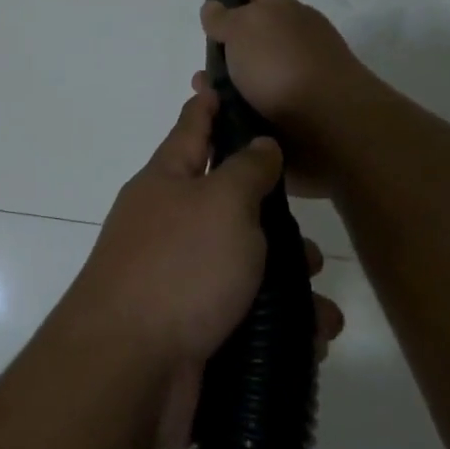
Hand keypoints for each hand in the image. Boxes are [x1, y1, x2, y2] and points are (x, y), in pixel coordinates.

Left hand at [64, 86, 344, 448]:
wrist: (129, 367)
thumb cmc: (179, 267)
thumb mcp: (222, 204)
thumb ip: (246, 170)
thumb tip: (259, 144)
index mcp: (168, 182)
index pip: (192, 128)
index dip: (210, 105)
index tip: (220, 81)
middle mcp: (170, 224)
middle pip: (229, 205)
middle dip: (274, 222)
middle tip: (309, 241)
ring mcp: (179, 279)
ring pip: (246, 267)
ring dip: (287, 283)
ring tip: (319, 306)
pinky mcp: (193, 329)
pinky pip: (246, 316)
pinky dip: (279, 326)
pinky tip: (310, 339)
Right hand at [198, 0, 378, 195]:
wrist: (330, 128)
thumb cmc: (284, 66)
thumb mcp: (246, 28)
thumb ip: (225, 18)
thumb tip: (214, 8)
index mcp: (285, 13)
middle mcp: (292, 43)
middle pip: (254, 36)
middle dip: (227, 43)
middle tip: (203, 51)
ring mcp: (294, 82)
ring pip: (249, 77)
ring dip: (224, 85)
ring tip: (202, 93)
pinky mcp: (291, 119)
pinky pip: (251, 111)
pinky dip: (233, 113)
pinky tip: (216, 118)